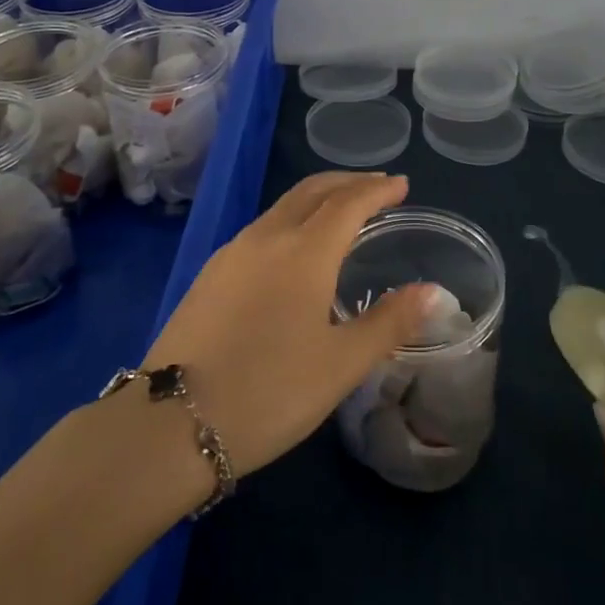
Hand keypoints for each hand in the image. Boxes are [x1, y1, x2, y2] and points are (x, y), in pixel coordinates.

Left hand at [141, 172, 432, 476]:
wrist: (171, 422)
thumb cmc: (269, 391)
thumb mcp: (341, 364)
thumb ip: (389, 322)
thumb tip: (433, 292)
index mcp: (304, 251)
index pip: (348, 202)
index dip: (378, 190)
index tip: (401, 184)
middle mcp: (267, 237)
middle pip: (312, 190)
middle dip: (348, 182)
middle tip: (377, 187)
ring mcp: (232, 252)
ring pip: (283, 207)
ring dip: (318, 198)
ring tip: (341, 212)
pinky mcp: (210, 273)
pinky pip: (262, 228)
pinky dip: (292, 219)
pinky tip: (295, 248)